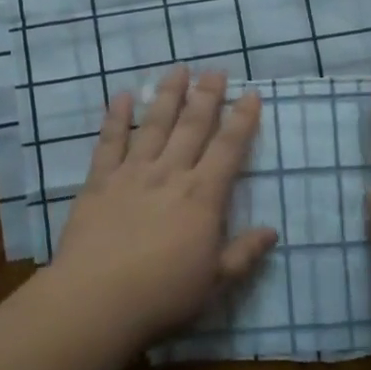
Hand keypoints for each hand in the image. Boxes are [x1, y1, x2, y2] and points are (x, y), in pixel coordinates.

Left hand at [45, 67, 276, 346]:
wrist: (97, 299)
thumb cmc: (163, 295)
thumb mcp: (215, 282)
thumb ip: (244, 254)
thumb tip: (273, 232)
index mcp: (203, 197)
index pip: (229, 149)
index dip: (242, 120)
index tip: (250, 95)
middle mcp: (170, 174)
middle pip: (192, 126)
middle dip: (207, 96)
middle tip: (216, 70)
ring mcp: (133, 174)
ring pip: (155, 125)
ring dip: (168, 95)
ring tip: (178, 69)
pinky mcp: (100, 182)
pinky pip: (110, 142)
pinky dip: (117, 117)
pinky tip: (123, 96)